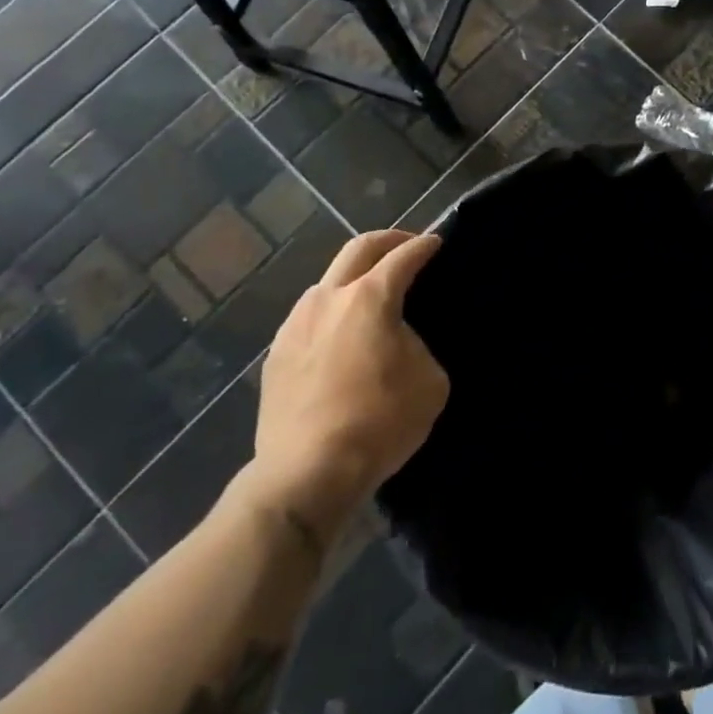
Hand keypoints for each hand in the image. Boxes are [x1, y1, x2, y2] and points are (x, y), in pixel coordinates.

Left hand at [236, 230, 448, 543]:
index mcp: (369, 298)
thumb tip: (398, 338)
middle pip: (358, 249)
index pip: (403, 256)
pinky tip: (341, 335)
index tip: (436, 242)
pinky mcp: (276, 354)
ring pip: (327, 281)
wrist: (307, 473)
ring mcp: (295, 324)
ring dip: (354, 277)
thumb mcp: (429, 380)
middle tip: (407, 245)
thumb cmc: (379, 422)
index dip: (424, 246)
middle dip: (388, 240)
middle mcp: (328, 298)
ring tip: (372, 294)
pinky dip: (332, 312)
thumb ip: (417, 344)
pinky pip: (309, 317)